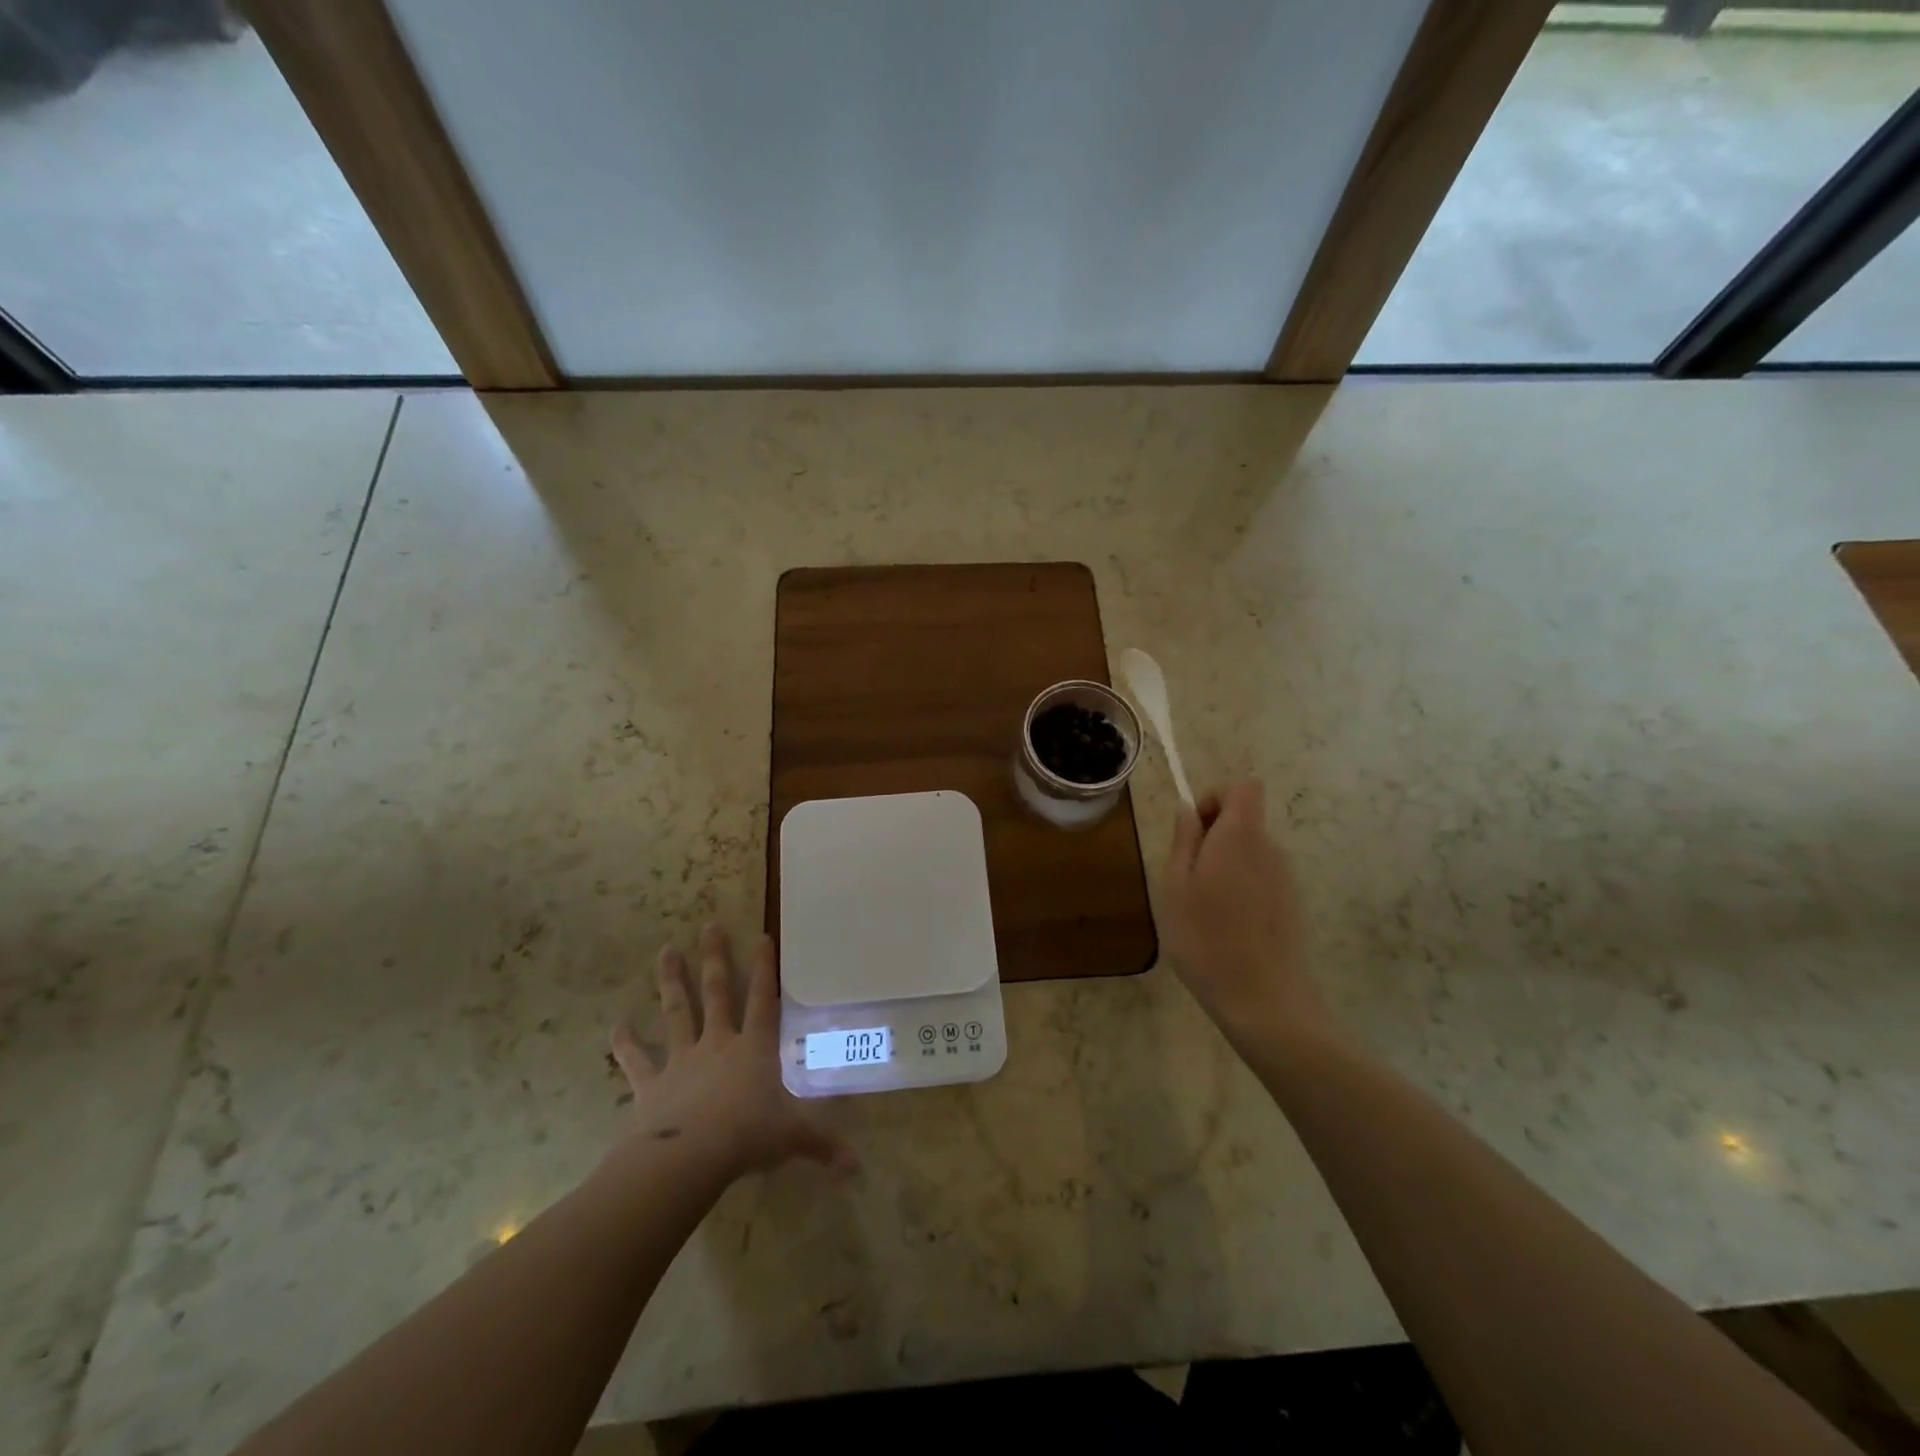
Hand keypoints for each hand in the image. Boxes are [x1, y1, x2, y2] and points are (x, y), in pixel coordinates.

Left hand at [608, 925, 855, 1183]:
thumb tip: (856, 1166)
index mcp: (754, 1049)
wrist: (689, 1157)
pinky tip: (615, 1027)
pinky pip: (637, 1061)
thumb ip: (822, 1145)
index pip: (764, 999)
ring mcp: (682, 1060)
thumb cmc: (747, 1137)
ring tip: (666, 950)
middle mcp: (718, 1044)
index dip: (765, 967)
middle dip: (715, 958)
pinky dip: (625, 1045)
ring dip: (671, 982)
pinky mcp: (652, 1084)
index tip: (761, 935)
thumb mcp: (793, 1138)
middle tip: (709, 926)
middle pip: (718, 993)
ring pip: (677, 1012)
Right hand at [1162, 780, 1329, 1047]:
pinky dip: (1240, 889)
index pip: (1244, 786)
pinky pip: (1260, 878)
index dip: (1216, 798)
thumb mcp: (1176, 886)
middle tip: (1186, 877)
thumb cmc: (1207, 938)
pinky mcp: (1292, 905)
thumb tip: (1189, 809)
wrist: (1264, 1001)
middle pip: (1245, 819)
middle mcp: (1270, 849)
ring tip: (1202, 907)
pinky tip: (1225, 927)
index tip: (1194, 830)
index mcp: (1241, 836)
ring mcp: (1286, 878)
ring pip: (1250, 851)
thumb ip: (1184, 840)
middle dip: (1213, 836)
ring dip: (1224, 865)